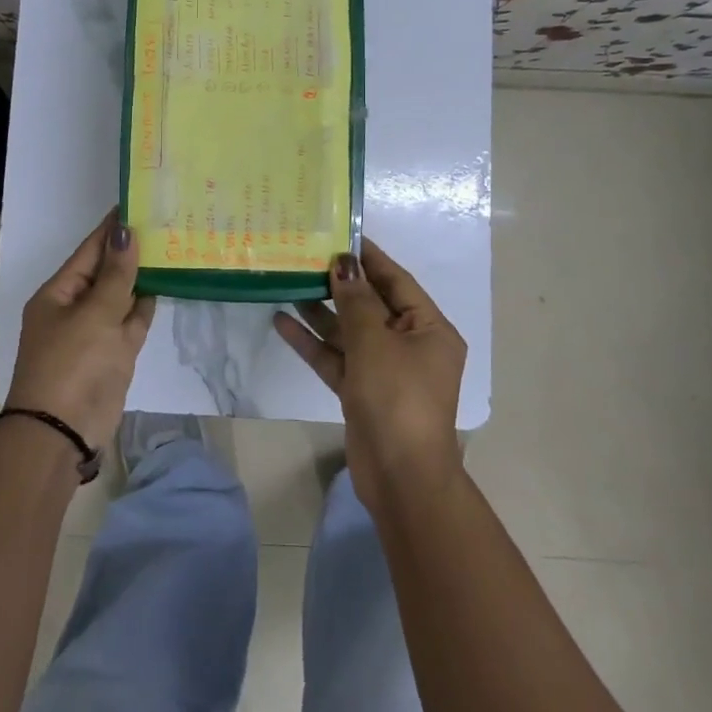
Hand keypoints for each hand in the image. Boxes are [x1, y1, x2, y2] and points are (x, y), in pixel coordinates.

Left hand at [8, 213, 156, 450]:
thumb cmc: (73, 364)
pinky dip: (146, 306)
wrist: (63, 432)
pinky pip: (131, 322)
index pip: (89, 250)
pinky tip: (166, 286)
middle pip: (106, 271)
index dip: (112, 228)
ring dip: (142, 276)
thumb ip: (116, 274)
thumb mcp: (95, 314)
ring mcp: (95, 333)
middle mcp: (75, 308)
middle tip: (166, 220)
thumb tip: (126, 231)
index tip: (138, 202)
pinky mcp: (114, 355)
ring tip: (172, 246)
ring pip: (122, 296)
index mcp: (59, 293)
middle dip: (131, 250)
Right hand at [274, 239, 465, 514]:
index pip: (397, 282)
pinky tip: (282, 322)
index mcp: (429, 330)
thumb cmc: (397, 397)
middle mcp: (410, 346)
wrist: (399, 476)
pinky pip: (336, 358)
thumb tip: (344, 264)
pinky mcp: (361, 392)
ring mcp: (385, 371)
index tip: (341, 235)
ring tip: (288, 283)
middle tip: (305, 257)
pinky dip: (313, 343)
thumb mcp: (375, 342)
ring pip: (350, 332)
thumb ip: (357, 301)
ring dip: (321, 312)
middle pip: (371, 306)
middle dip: (339, 285)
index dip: (369, 259)